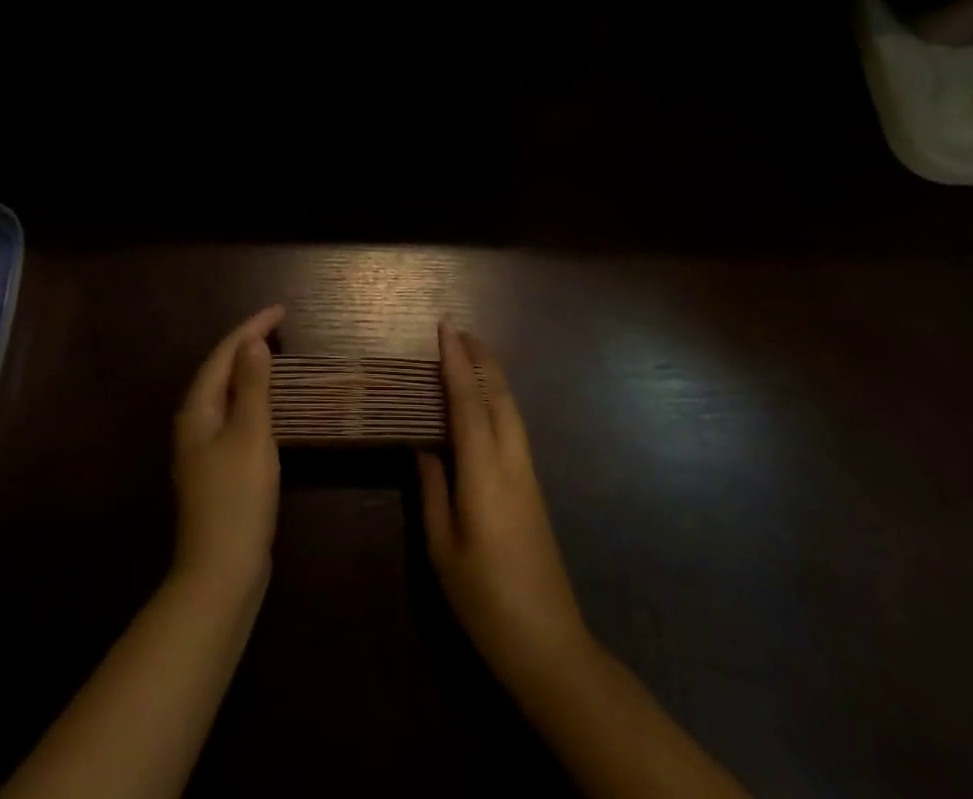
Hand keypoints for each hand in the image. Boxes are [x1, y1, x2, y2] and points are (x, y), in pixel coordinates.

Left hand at [172, 304, 283, 596]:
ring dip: (248, 371)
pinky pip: (233, 417)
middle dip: (247, 344)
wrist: (221, 573)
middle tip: (279, 325)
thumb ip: (252, 386)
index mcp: (197, 410)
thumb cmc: (237, 497)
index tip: (281, 309)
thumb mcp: (250, 434)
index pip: (224, 355)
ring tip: (274, 354)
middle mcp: (194, 424)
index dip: (251, 328)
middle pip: (220, 371)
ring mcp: (202, 450)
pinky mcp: (216, 470)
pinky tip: (267, 405)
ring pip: (226, 395)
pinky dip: (251, 399)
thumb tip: (252, 343)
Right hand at [418, 324, 591, 688]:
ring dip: (492, 375)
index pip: (468, 402)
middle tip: (457, 330)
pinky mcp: (534, 487)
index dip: (455, 363)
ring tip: (470, 354)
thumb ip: (432, 489)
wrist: (549, 644)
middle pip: (498, 396)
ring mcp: (528, 474)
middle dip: (480, 358)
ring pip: (511, 409)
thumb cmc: (485, 600)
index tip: (444, 329)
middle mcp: (511, 462)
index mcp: (484, 474)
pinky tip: (486, 401)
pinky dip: (498, 399)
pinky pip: (514, 426)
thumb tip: (423, 445)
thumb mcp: (443, 548)